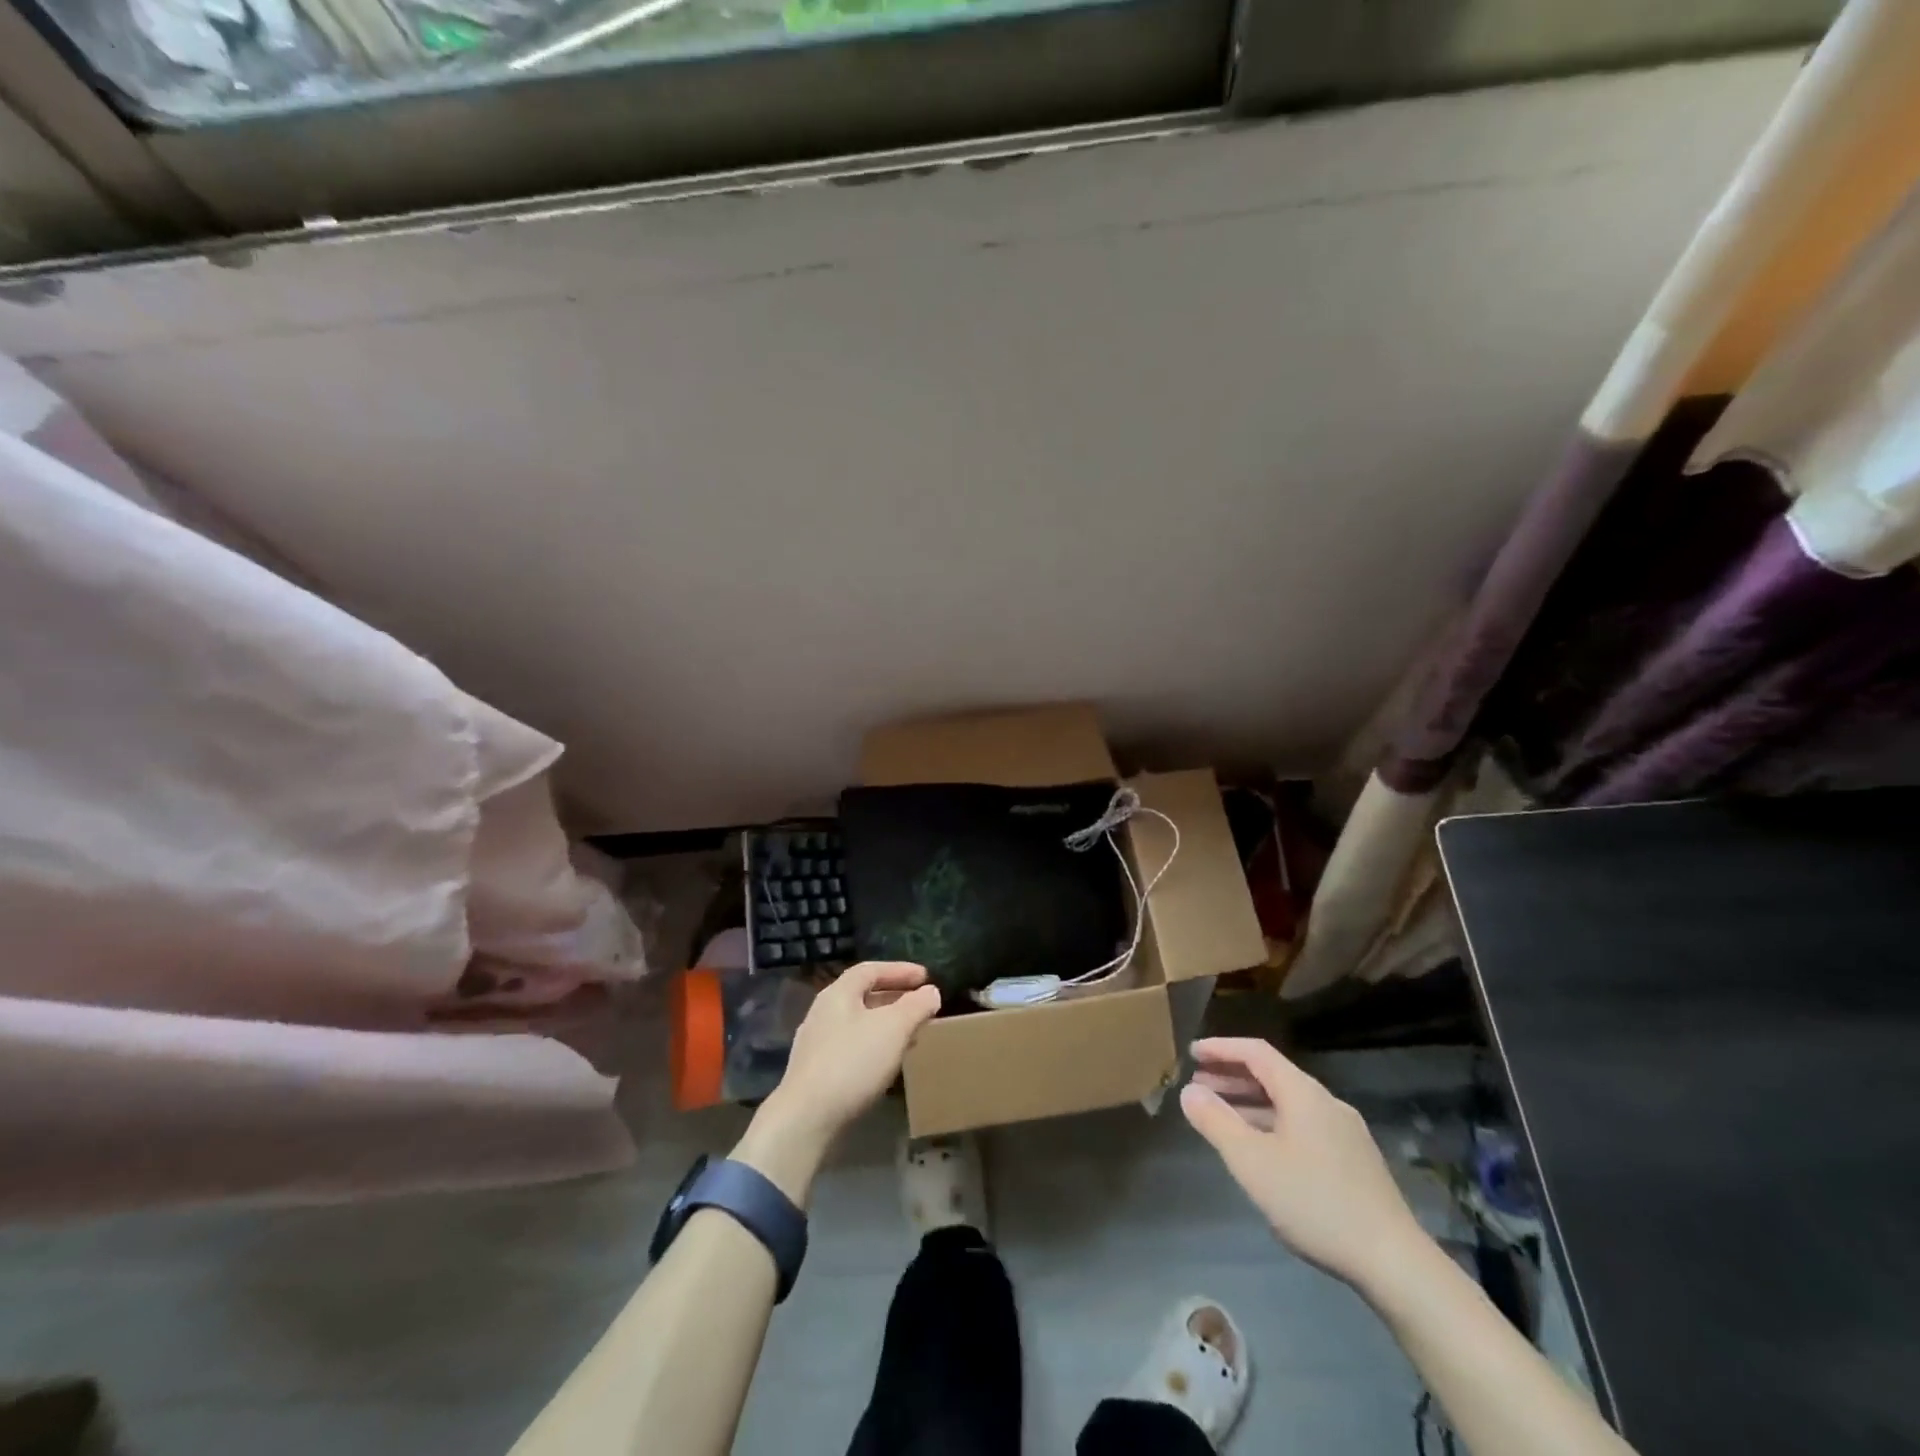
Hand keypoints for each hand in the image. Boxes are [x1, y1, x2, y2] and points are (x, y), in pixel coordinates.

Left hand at [735, 963, 941, 1203]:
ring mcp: (817, 1043)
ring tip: (911, 1034)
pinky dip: (875, 1045)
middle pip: (863, 995)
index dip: (900, 970)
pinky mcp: (816, 1071)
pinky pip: (853, 1046)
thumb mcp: (893, 1028)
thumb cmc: (852, 1062)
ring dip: (886, 1024)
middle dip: (895, 998)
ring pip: (859, 1023)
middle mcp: (823, 1012)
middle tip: (921, 1006)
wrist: (806, 1118)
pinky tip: (887, 1063)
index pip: (871, 970)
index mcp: (838, 994)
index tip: (926, 977)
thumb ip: (915, 1006)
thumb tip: (931, 992)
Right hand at [1180, 1037, 1427, 1296]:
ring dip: (1250, 1104)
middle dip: (1232, 1077)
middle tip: (1198, 1086)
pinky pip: (1303, 1126)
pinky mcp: (1355, 1161)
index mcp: (1303, 1093)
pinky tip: (1261, 1150)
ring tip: (1220, 1117)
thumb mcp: (1252, 1162)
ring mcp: (1345, 1132)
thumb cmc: (1315, 1202)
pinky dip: (1272, 1124)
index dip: (1221, 1048)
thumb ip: (1216, 1122)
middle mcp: (1326, 1102)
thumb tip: (1189, 1092)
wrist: (1394, 1261)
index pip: (1256, 1052)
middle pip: (1272, 1076)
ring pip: (1288, 1104)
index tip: (1192, 1053)